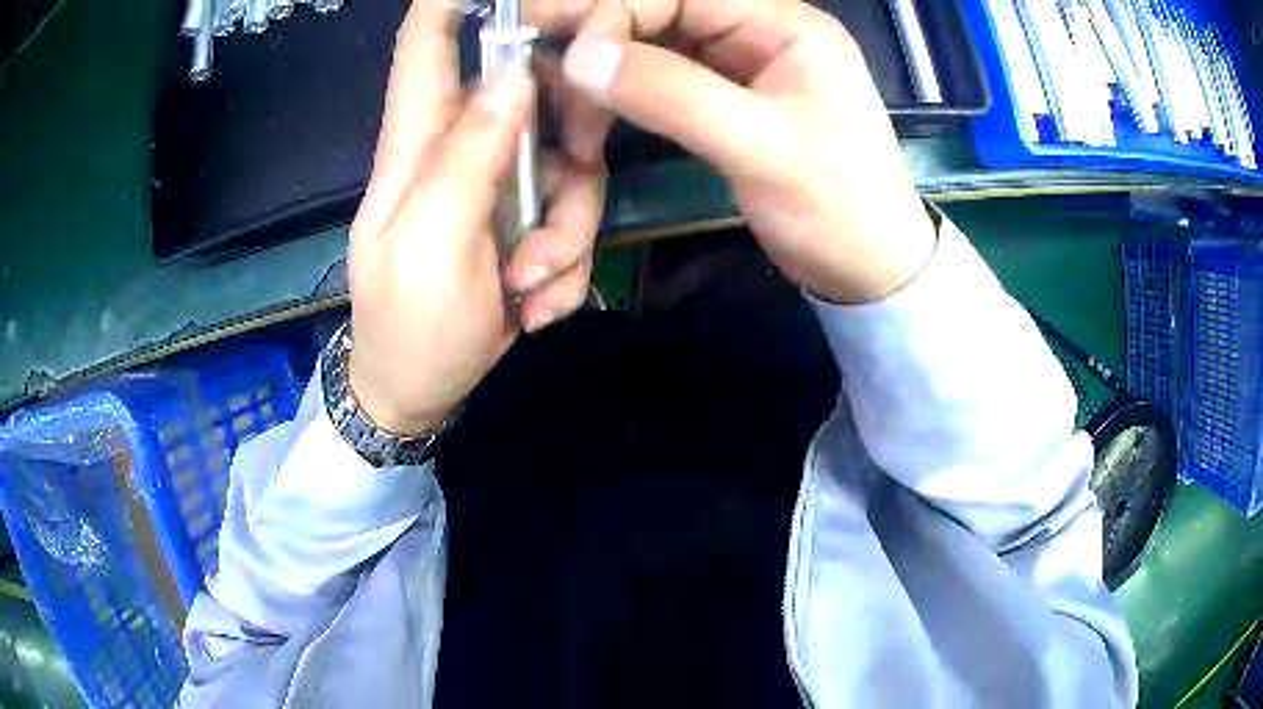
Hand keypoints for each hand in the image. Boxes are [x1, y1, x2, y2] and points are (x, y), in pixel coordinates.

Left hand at [347, 0, 604, 435]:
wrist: (419, 393)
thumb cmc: (409, 324)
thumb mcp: (431, 244)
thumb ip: (468, 156)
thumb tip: (514, 75)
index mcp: (417, 140)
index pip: (426, 40)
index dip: (455, 2)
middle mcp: (463, 145)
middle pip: (536, 94)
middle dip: (569, 142)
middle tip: (560, 208)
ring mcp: (501, 183)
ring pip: (572, 165)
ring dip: (567, 236)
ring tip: (529, 290)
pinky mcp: (526, 219)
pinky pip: (574, 217)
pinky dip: (565, 267)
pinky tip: (532, 306)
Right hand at [531, 0, 935, 303]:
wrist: (871, 267)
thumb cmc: (836, 207)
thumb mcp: (760, 147)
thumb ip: (671, 93)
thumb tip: (578, 56)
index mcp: (782, 23)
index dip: (611, 14)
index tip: (567, 61)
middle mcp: (758, 29)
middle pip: (658, 11)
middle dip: (597, 39)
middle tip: (535, 70)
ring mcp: (742, 63)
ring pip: (653, 43)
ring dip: (604, 70)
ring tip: (562, 108)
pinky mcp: (727, 97)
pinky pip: (662, 77)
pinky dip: (623, 93)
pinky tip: (590, 113)